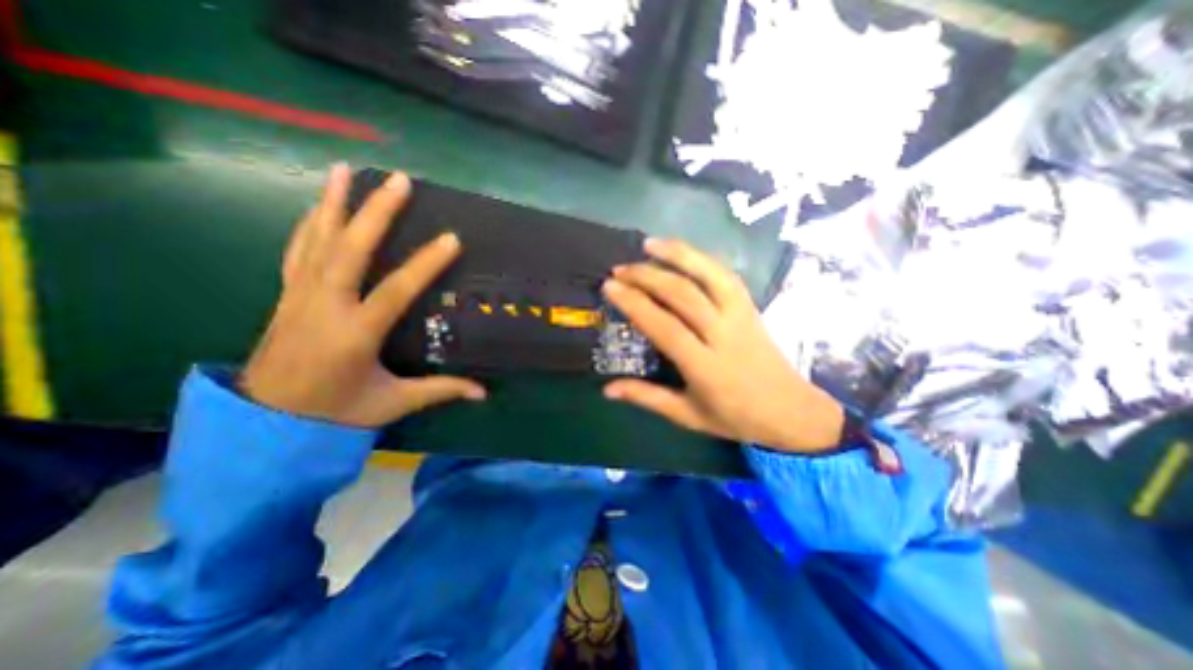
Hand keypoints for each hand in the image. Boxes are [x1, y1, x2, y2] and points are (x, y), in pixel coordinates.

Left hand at [237, 164, 483, 425]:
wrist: (267, 422)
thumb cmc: (336, 413)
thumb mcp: (393, 403)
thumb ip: (440, 390)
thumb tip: (482, 392)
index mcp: (356, 334)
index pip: (395, 291)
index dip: (425, 264)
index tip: (452, 238)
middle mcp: (325, 306)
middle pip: (349, 250)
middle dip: (375, 212)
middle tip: (398, 181)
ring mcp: (301, 297)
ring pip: (317, 241)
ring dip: (333, 203)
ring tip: (345, 170)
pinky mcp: (287, 296)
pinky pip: (297, 251)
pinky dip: (307, 224)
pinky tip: (317, 205)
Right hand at [600, 239, 841, 451]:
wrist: (791, 412)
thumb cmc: (735, 417)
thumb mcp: (687, 415)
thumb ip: (647, 398)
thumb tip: (606, 389)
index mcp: (705, 366)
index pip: (665, 327)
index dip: (635, 304)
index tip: (610, 288)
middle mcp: (724, 334)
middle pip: (683, 295)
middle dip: (646, 276)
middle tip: (619, 270)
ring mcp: (741, 316)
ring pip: (709, 275)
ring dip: (677, 255)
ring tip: (648, 244)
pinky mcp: (751, 307)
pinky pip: (726, 275)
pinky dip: (703, 259)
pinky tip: (683, 252)